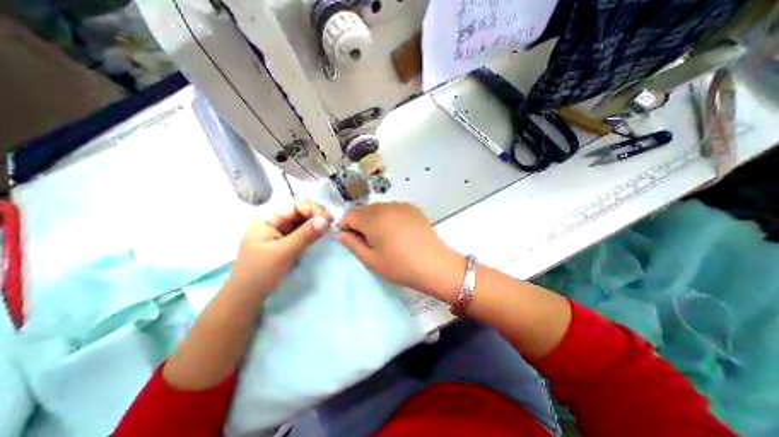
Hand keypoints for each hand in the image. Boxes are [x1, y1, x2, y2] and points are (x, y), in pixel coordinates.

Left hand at [228, 201, 331, 297]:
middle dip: (317, 216)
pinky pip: (301, 230)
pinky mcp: (285, 239)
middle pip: (300, 211)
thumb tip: (326, 220)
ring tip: (328, 230)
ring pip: (302, 221)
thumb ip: (306, 234)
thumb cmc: (261, 272)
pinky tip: (320, 235)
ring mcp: (279, 229)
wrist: (247, 295)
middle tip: (331, 226)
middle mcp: (274, 219)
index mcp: (268, 217)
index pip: (296, 205)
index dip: (314, 209)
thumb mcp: (284, 252)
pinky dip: (312, 232)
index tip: (329, 221)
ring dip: (316, 224)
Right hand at [334, 203, 460, 301]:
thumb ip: (351, 244)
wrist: (434, 265)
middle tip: (366, 241)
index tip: (348, 239)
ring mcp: (401, 205)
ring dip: (374, 219)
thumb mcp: (371, 259)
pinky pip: (393, 209)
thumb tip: (339, 233)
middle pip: (364, 210)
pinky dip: (388, 217)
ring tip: (382, 237)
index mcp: (373, 218)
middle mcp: (386, 206)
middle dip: (359, 222)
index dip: (345, 226)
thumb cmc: (399, 266)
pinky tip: (396, 231)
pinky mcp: (412, 208)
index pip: (350, 215)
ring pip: (378, 208)